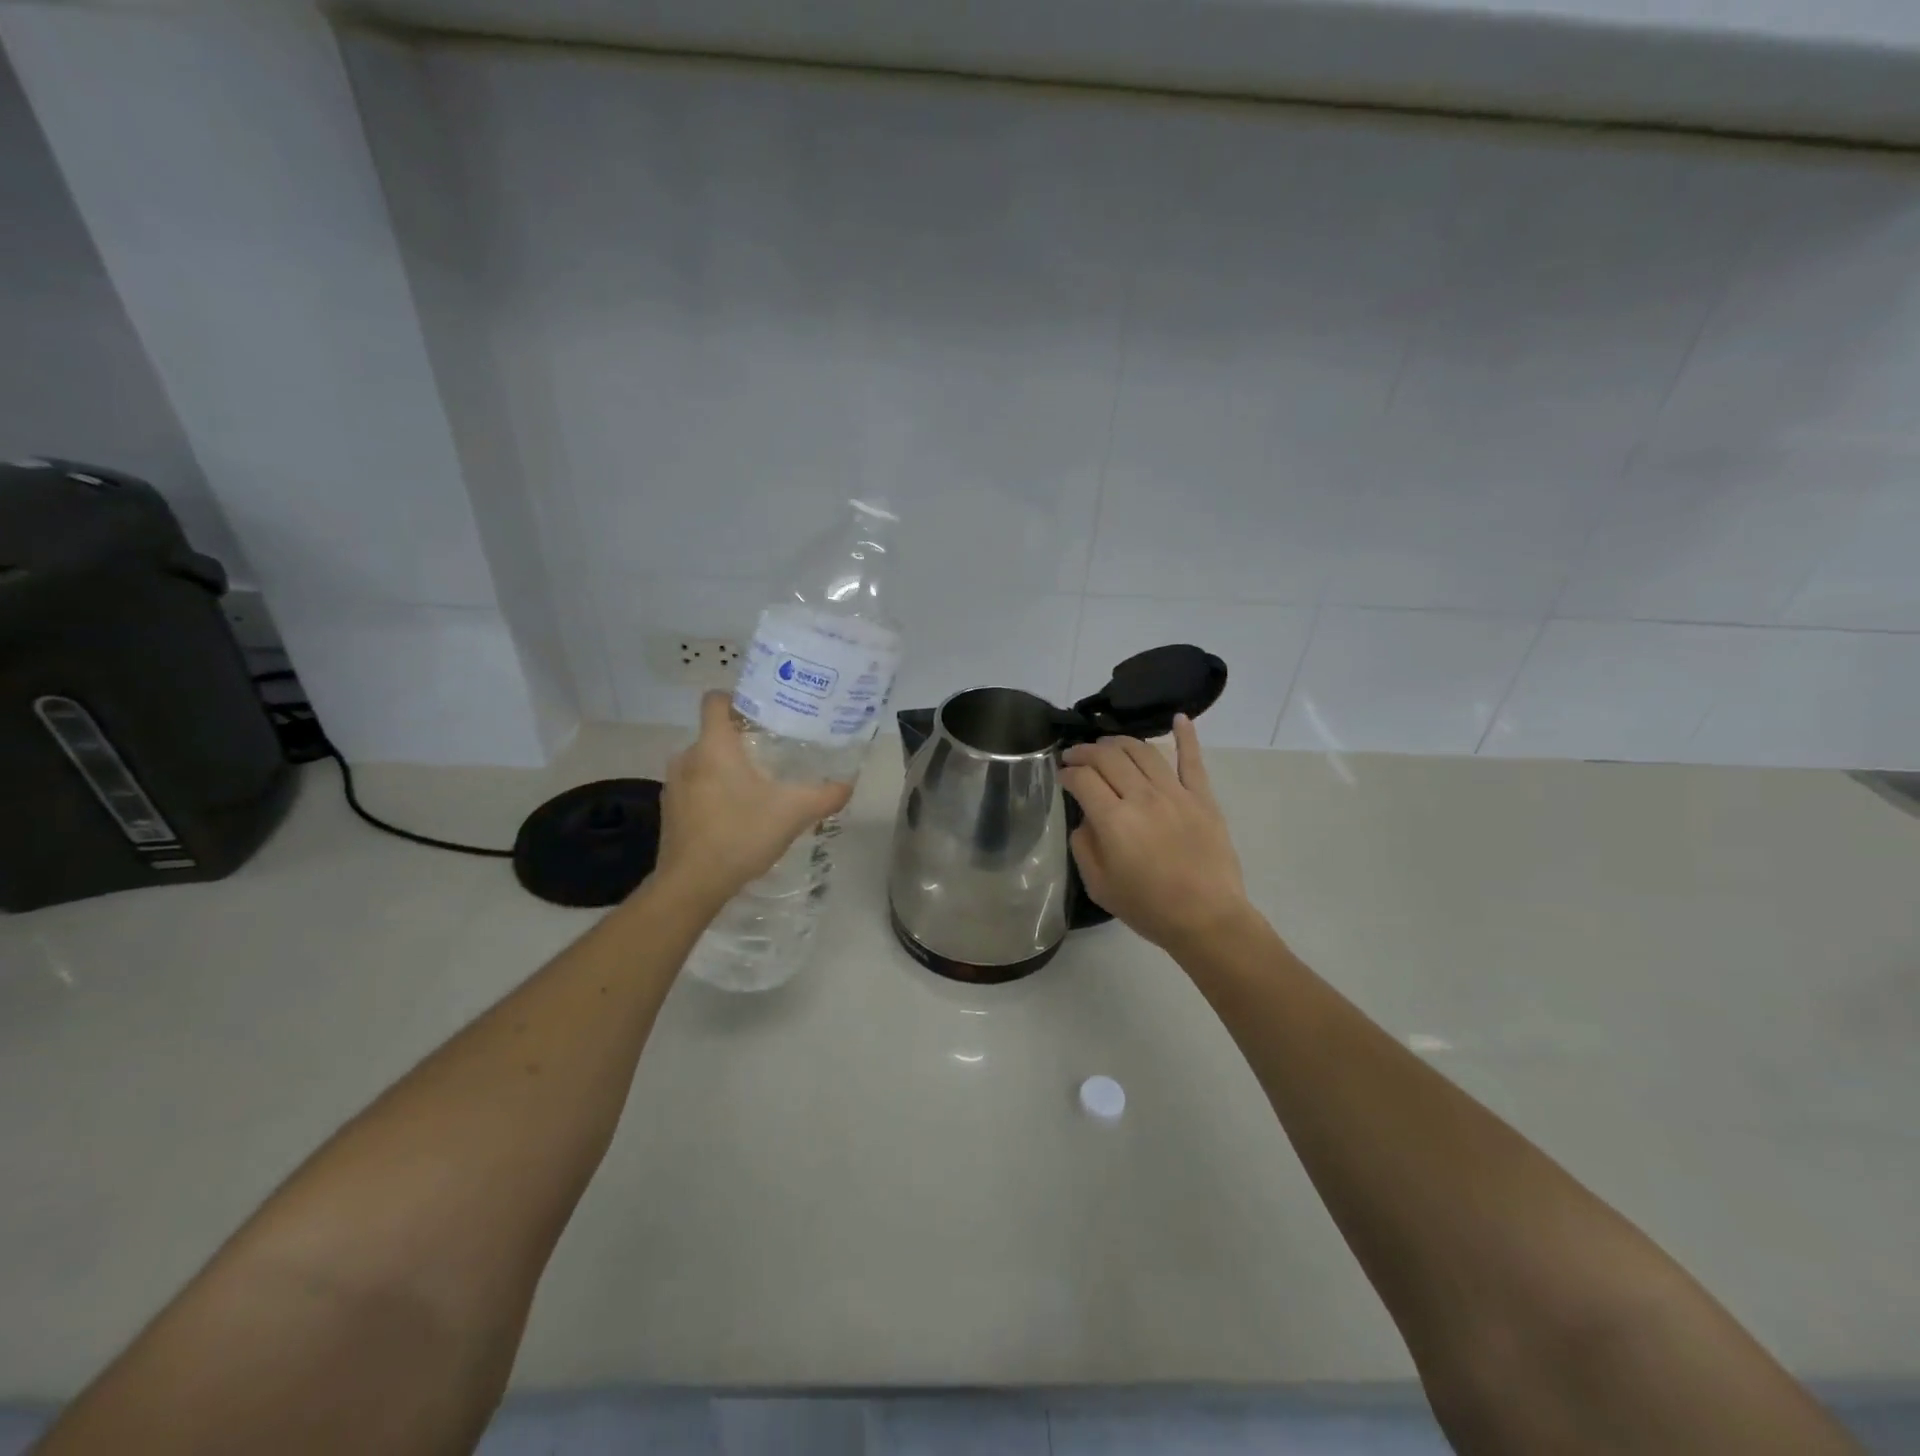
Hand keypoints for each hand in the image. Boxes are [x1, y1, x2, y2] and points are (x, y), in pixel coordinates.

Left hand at [653, 692, 852, 905]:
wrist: (691, 885)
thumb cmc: (740, 834)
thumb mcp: (793, 813)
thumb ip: (825, 796)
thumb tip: (849, 784)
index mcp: (714, 746)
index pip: (716, 700)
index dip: (738, 698)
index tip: (764, 712)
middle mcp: (687, 757)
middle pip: (714, 734)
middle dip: (742, 741)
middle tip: (774, 753)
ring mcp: (674, 786)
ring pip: (704, 763)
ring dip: (726, 770)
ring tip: (758, 786)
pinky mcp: (670, 812)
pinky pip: (694, 789)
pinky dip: (713, 794)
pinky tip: (736, 816)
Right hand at [1060, 715, 1249, 954]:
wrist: (1207, 919)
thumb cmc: (1148, 908)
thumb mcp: (1099, 885)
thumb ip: (1083, 845)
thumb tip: (1086, 818)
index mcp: (1114, 820)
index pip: (1082, 779)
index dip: (1066, 772)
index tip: (1061, 776)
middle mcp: (1142, 797)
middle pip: (1108, 757)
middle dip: (1085, 752)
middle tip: (1075, 756)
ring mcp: (1176, 793)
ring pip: (1143, 750)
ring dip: (1119, 742)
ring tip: (1107, 745)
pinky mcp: (1202, 797)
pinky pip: (1192, 760)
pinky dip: (1186, 736)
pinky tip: (1179, 718)